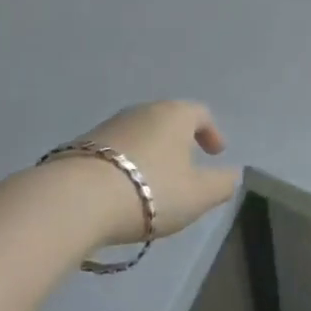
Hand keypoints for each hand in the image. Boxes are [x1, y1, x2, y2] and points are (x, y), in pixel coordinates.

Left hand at [70, 100, 240, 245]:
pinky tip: (122, 189)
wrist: (76, 199)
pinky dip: (125, 163)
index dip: (212, 133)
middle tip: (186, 167)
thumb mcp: (197, 195)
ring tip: (152, 182)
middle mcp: (143, 110)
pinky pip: (115, 149)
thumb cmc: (149, 191)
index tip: (215, 153)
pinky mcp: (82, 144)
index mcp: (174, 115)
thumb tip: (233, 174)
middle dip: (179, 141)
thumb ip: (221, 184)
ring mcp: (110, 125)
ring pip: (140, 133)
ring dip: (151, 153)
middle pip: (168, 120)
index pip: (200, 113)